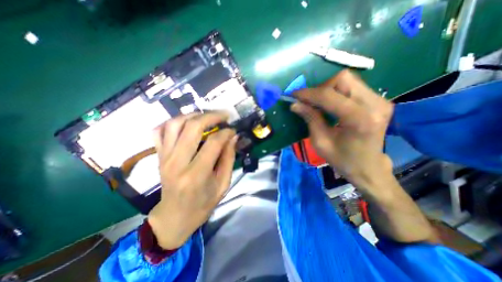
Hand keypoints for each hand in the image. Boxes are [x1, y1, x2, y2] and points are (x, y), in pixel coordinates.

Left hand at [148, 111, 237, 248]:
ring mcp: (165, 157)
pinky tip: (185, 122)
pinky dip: (171, 122)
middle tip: (223, 115)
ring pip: (175, 124)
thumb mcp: (223, 184)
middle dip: (211, 116)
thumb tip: (233, 137)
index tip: (233, 130)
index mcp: (196, 174)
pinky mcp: (159, 156)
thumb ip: (229, 159)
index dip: (226, 132)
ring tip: (206, 116)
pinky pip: (159, 131)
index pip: (213, 143)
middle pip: (193, 127)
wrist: (175, 216)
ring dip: (193, 115)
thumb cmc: (203, 203)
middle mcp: (177, 162)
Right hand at [293, 69, 393, 197]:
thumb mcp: (320, 142)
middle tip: (308, 101)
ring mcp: (381, 100)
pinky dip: (337, 91)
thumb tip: (295, 104)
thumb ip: (310, 119)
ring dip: (328, 88)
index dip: (309, 93)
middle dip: (320, 88)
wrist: (368, 166)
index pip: (329, 96)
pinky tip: (330, 103)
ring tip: (318, 102)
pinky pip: (353, 86)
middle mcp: (375, 105)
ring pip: (348, 79)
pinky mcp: (380, 100)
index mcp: (360, 120)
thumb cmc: (342, 159)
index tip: (294, 96)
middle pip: (342, 79)